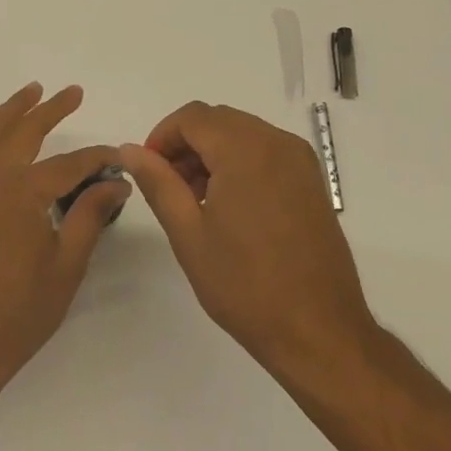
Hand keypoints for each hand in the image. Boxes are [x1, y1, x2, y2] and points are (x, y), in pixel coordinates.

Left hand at [0, 83, 128, 387]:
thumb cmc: (21, 310)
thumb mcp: (67, 264)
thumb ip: (90, 215)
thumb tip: (117, 182)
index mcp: (23, 192)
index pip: (69, 164)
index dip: (97, 158)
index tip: (119, 157)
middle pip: (23, 131)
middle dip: (50, 109)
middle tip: (73, 92)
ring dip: (11, 111)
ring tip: (30, 93)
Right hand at [120, 101, 378, 383]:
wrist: (319, 332)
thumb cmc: (246, 285)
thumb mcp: (188, 234)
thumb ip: (158, 183)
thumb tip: (130, 150)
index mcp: (245, 149)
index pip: (192, 117)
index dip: (162, 137)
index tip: (149, 172)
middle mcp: (276, 142)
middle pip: (218, 120)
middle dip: (186, 145)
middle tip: (169, 188)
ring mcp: (300, 160)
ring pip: (242, 133)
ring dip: (212, 153)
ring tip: (196, 201)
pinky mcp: (312, 181)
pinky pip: (266, 151)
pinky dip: (240, 162)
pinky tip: (230, 206)